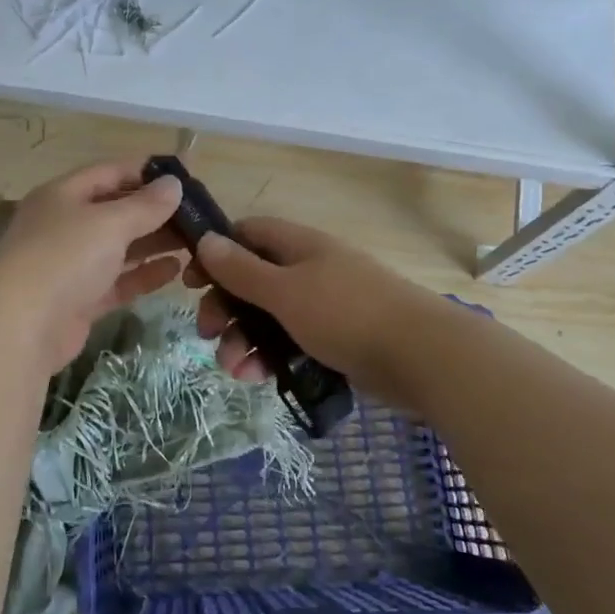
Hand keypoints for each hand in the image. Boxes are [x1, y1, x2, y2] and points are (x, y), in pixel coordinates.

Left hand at [0, 160, 185, 372]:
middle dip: (156, 211)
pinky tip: (175, 270)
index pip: (110, 172)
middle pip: (116, 210)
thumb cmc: (65, 257)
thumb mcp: (109, 222)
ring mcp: (71, 265)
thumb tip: (173, 184)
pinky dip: (144, 274)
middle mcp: (65, 225)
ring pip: (120, 247)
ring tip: (196, 241)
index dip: (146, 172)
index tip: (186, 175)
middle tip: (198, 214)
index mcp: (63, 195)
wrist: (21, 325)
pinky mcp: (80, 300)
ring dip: (154, 243)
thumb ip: (145, 205)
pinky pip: (118, 281)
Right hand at [186, 217, 426, 390]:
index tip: (191, 281)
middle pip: (253, 280)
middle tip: (208, 334)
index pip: (247, 234)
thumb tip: (206, 240)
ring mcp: (326, 305)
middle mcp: (310, 269)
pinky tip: (260, 379)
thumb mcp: (284, 291)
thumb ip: (242, 269)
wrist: (423, 357)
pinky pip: (292, 342)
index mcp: (299, 246)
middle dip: (226, 307)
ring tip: (235, 370)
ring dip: (245, 340)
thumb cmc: (346, 314)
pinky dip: (272, 357)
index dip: (216, 252)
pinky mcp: (337, 339)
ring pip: (270, 317)